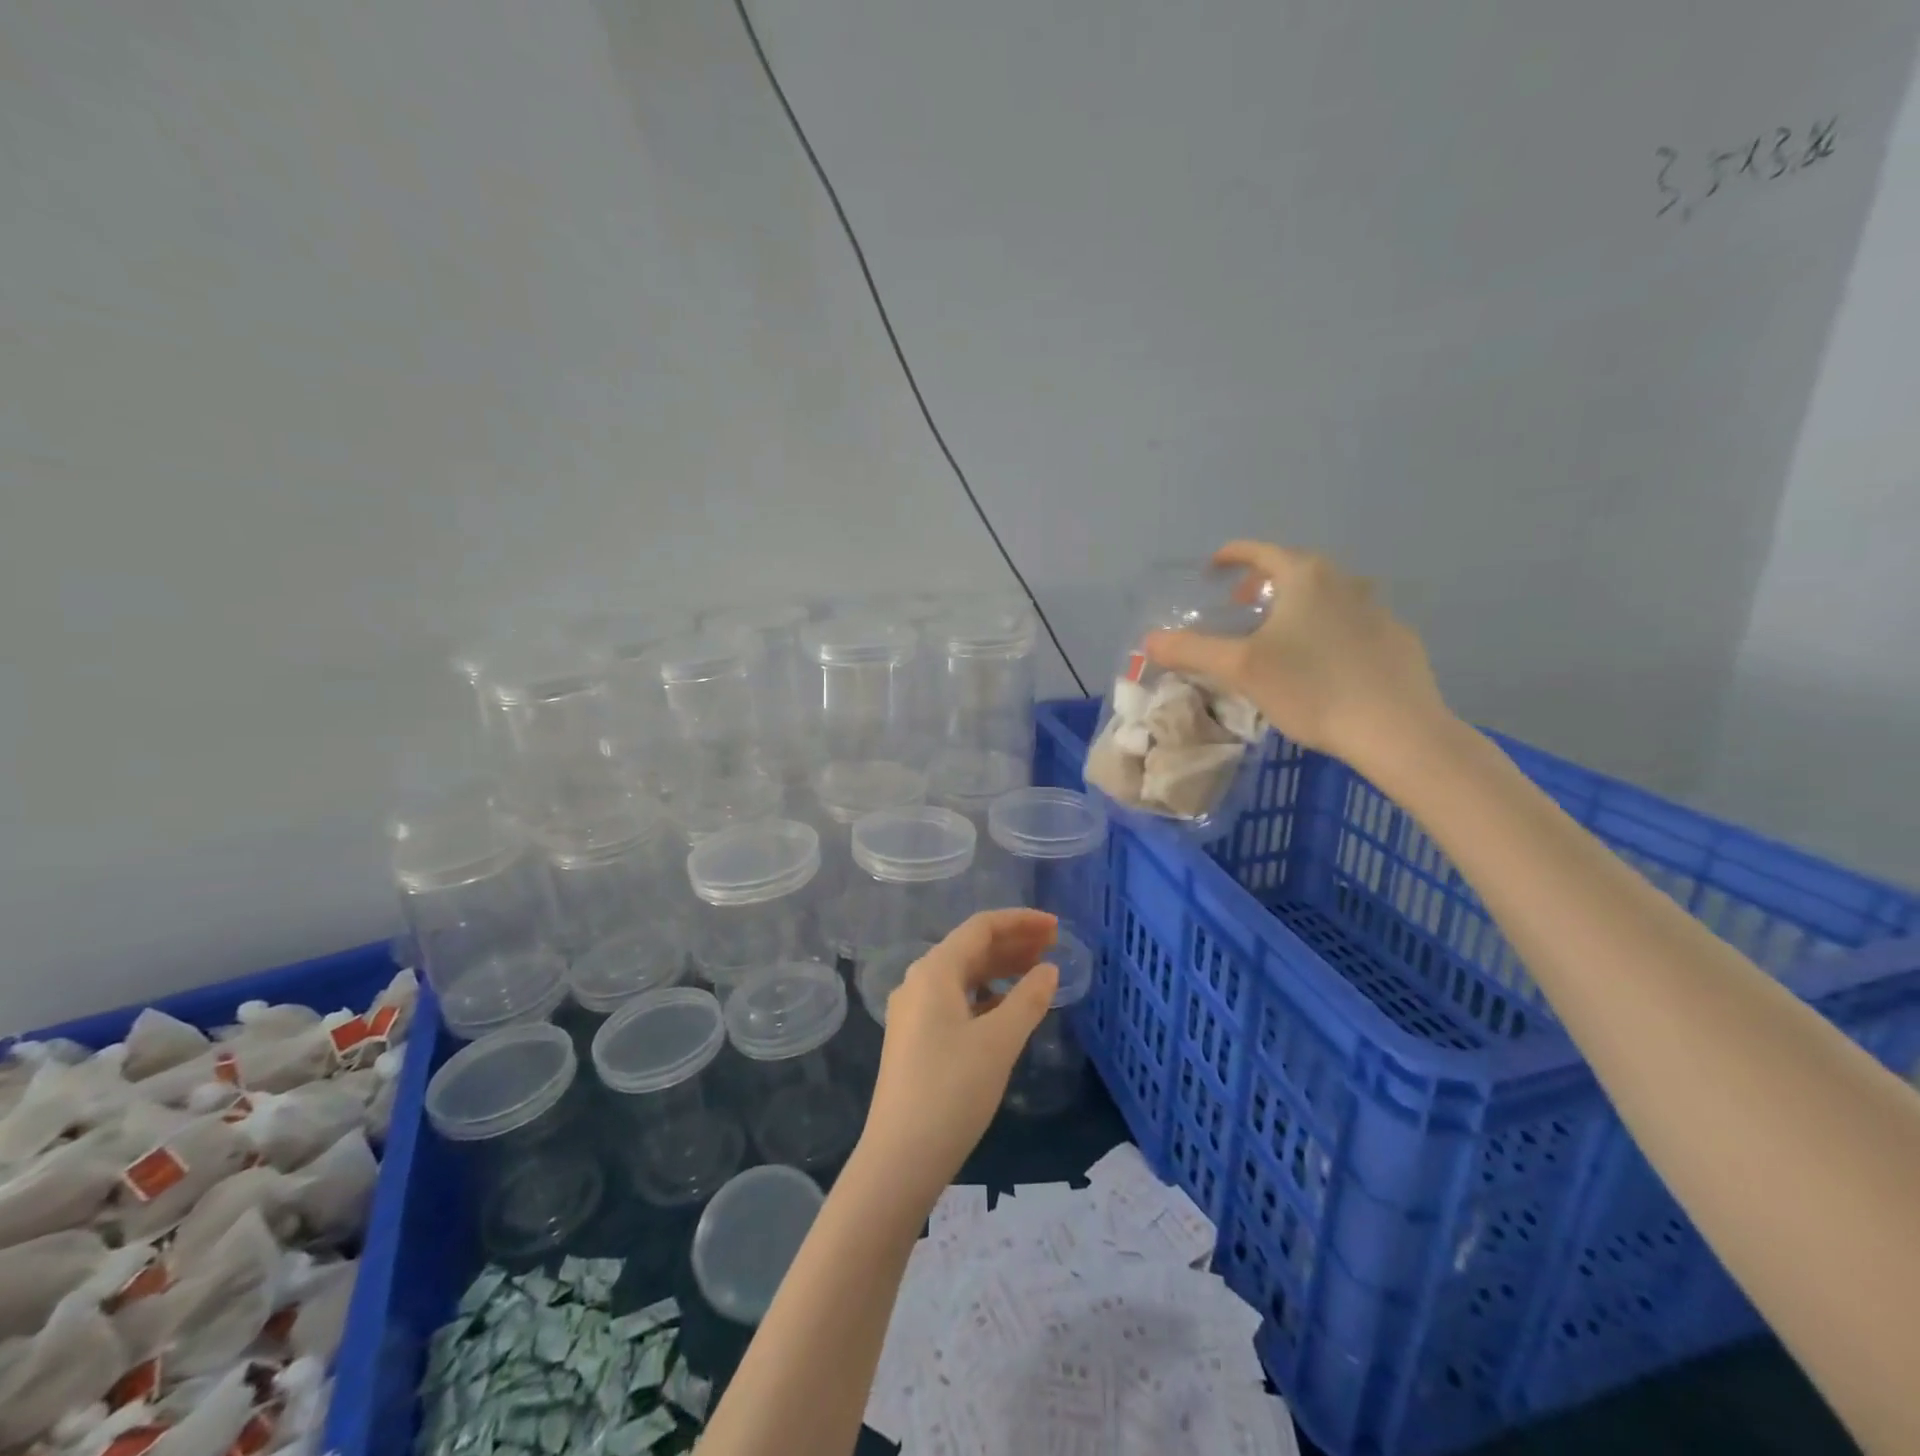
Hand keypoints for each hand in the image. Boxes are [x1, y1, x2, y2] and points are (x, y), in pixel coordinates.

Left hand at [858, 909, 1059, 1203]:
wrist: (900, 1157)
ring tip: (1038, 972)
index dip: (1020, 921)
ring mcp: (913, 1012)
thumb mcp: (999, 1042)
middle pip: (971, 949)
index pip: (981, 928)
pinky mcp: (915, 1039)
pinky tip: (1008, 1009)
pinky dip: (986, 996)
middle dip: (1013, 943)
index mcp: (934, 971)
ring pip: (963, 976)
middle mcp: (919, 982)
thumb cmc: (952, 1090)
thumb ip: (1028, 1000)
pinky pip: (956, 1001)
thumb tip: (1049, 970)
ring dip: (1000, 970)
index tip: (1056, 927)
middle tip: (1053, 947)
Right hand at [1145, 539, 1453, 775]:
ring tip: (1279, 635)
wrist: (1396, 728)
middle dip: (1263, 582)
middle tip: (1241, 607)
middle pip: (1296, 569)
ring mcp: (1377, 609)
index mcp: (1306, 577)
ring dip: (1298, 605)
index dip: (1232, 555)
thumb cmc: (1311, 688)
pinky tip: (1321, 664)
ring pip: (1327, 595)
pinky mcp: (1397, 640)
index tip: (1211, 568)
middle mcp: (1345, 581)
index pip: (1261, 551)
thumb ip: (1191, 650)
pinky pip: (1351, 622)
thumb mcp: (1239, 669)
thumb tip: (1149, 640)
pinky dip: (1327, 629)